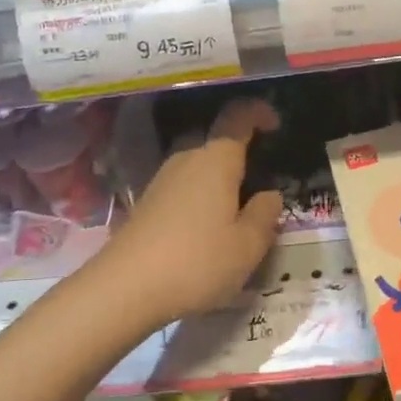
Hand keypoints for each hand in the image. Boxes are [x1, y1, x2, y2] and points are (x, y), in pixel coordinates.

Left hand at [96, 98, 282, 327]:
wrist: (124, 288)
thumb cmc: (197, 261)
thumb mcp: (248, 245)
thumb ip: (265, 214)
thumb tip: (269, 195)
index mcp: (216, 160)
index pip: (238, 117)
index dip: (258, 113)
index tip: (275, 125)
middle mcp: (187, 159)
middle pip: (217, 142)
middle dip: (241, 155)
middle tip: (261, 184)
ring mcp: (162, 180)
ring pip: (199, 166)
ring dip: (220, 181)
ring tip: (238, 213)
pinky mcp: (147, 203)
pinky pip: (184, 187)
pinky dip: (201, 198)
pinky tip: (208, 229)